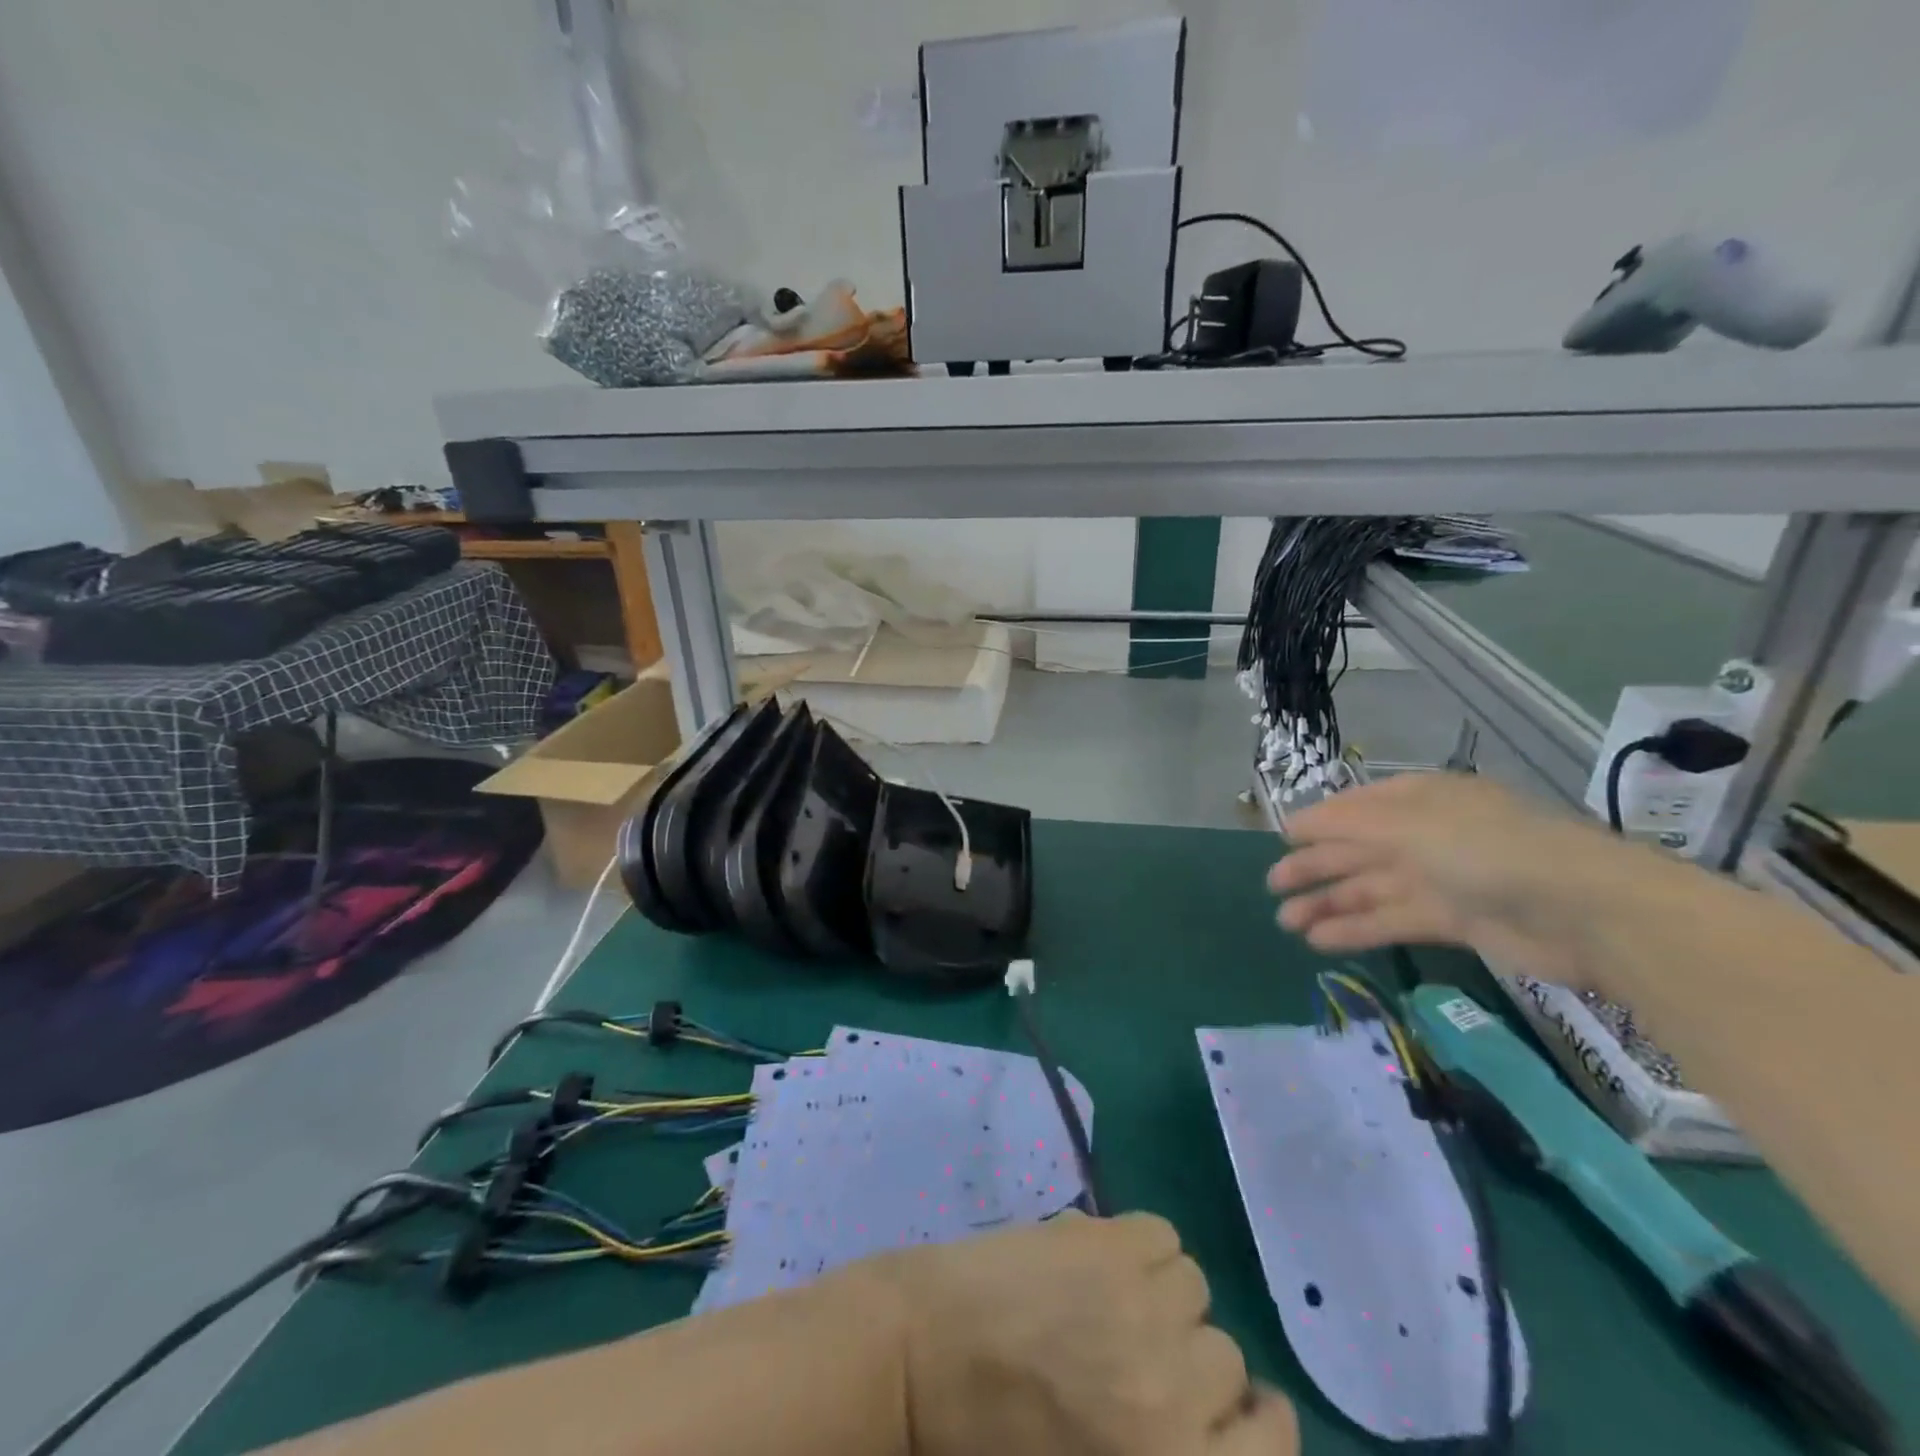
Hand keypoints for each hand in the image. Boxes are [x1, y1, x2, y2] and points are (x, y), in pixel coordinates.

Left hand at [859, 1212, 1295, 1455]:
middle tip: (1133, 1353)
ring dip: (1162, 1294)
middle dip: (1187, 1357)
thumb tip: (1220, 1412)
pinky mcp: (1105, 1242)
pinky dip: (1141, 1245)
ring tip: (1110, 1300)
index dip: (1254, 1421)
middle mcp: (1171, 1389)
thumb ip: (1164, 1439)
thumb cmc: (996, 1439)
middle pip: (1225, 1357)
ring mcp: (1138, 1305)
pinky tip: (1100, 1259)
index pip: (1273, 1442)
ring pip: (1194, 1286)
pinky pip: (1161, 1233)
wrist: (919, 1358)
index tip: (1223, 1409)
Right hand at [1268, 772, 1658, 980]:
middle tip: (1273, 887)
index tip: (1281, 841)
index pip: (1356, 808)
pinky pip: (1393, 920)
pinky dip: (1357, 929)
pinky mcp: (1455, 921)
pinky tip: (1320, 941)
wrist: (1582, 910)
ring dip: (1329, 903)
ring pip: (1371, 888)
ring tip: (1286, 922)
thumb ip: (1346, 826)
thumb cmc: (1485, 849)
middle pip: (1358, 850)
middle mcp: (1427, 834)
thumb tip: (1295, 825)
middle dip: (1315, 867)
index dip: (1318, 823)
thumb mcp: (1408, 826)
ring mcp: (1442, 878)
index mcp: (1419, 799)